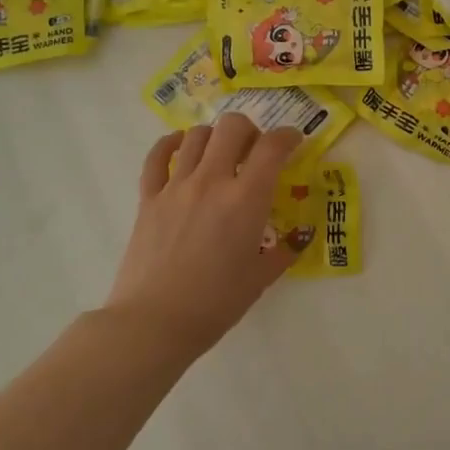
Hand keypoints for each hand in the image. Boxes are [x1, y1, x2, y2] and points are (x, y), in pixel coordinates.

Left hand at [101, 116, 303, 355]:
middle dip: (250, 130)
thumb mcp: (261, 277)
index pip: (272, 147)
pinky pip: (157, 157)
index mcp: (246, 199)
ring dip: (215, 137)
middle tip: (255, 150)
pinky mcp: (149, 198)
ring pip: (197, 136)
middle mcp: (212, 181)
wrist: (155, 323)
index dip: (288, 136)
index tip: (293, 142)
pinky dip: (171, 144)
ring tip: (222, 153)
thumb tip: (301, 235)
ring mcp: (176, 187)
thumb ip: (285, 250)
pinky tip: (180, 146)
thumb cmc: (216, 303)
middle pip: (232, 127)